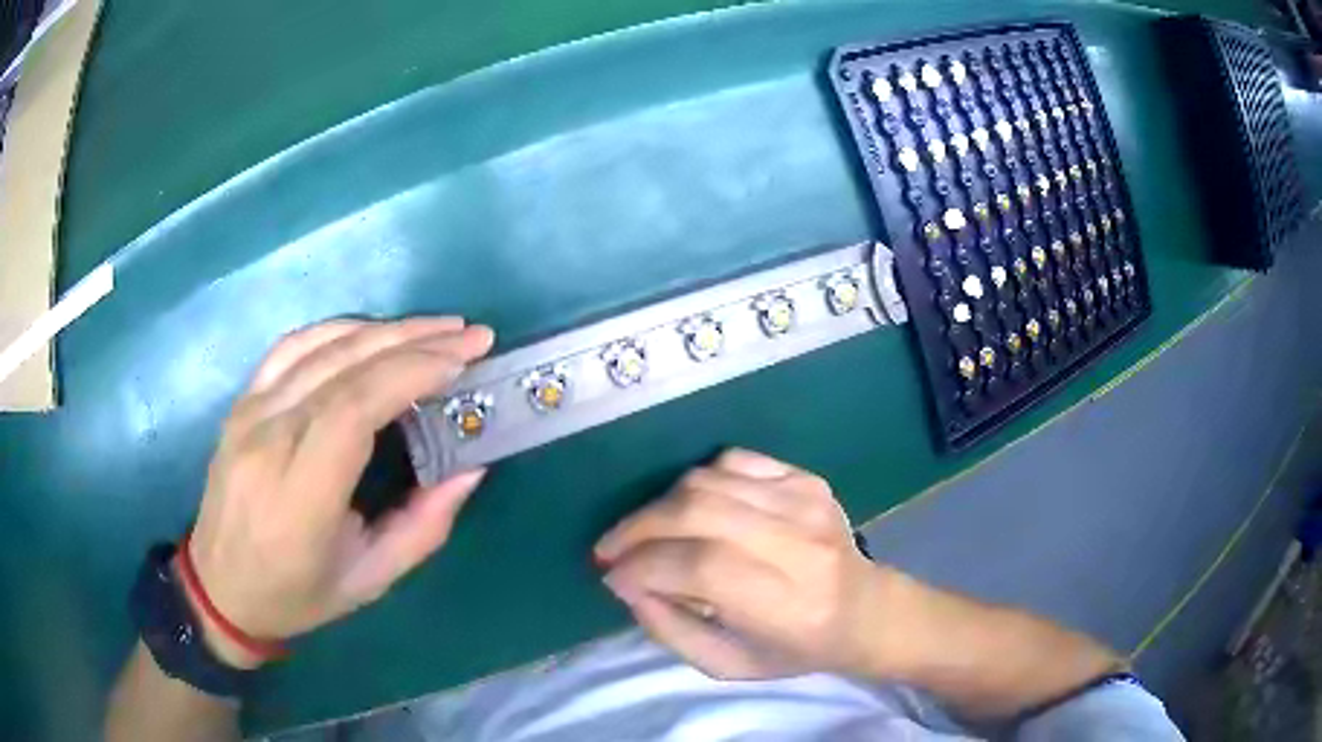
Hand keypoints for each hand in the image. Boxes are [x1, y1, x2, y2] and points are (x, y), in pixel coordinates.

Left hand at [186, 318, 493, 667]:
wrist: (220, 588)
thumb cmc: (297, 595)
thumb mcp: (370, 580)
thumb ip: (423, 526)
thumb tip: (471, 468)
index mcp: (299, 498)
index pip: (353, 410)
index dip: (410, 374)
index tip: (462, 361)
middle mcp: (268, 443)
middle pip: (342, 368)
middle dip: (413, 341)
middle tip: (469, 333)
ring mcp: (248, 415)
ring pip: (319, 347)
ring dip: (383, 330)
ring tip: (434, 328)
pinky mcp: (241, 403)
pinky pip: (291, 348)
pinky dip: (339, 330)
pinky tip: (371, 333)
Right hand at [595, 449, 896, 679]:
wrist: (865, 610)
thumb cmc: (796, 649)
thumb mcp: (728, 665)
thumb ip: (671, 630)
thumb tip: (627, 583)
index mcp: (787, 603)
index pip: (701, 566)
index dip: (643, 565)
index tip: (611, 576)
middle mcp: (800, 544)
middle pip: (698, 511)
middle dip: (638, 528)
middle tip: (612, 549)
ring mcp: (806, 502)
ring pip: (708, 480)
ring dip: (661, 506)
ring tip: (646, 533)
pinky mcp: (806, 479)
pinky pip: (733, 460)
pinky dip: (698, 481)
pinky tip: (690, 509)